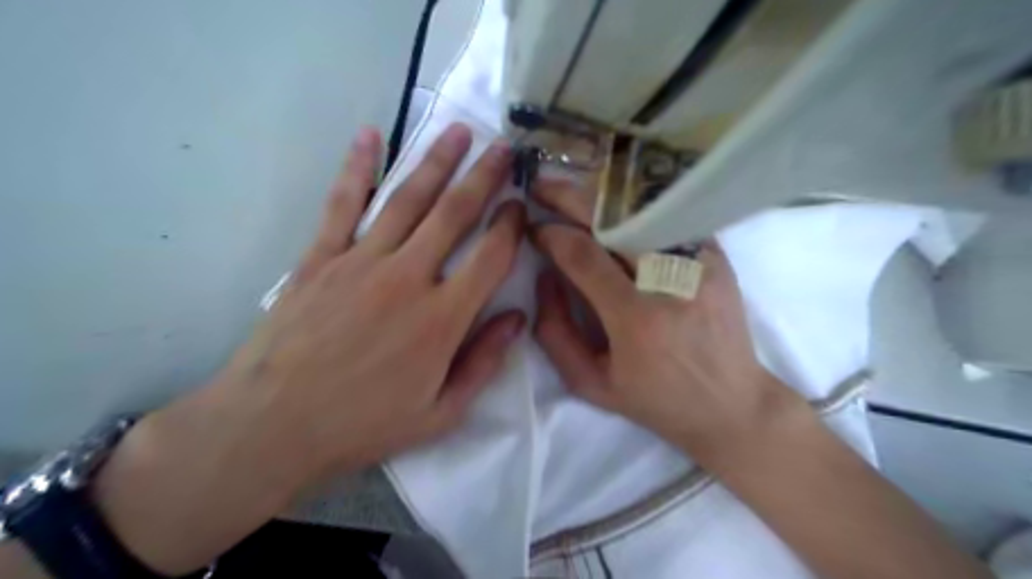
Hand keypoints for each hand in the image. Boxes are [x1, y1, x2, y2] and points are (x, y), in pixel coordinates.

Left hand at [228, 123, 526, 474]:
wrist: (272, 427)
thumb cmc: (363, 425)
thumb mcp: (441, 414)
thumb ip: (484, 362)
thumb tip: (518, 318)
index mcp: (442, 319)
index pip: (491, 257)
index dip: (511, 226)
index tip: (521, 205)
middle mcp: (408, 278)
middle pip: (455, 214)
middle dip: (484, 177)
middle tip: (504, 149)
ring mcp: (361, 261)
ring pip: (408, 199)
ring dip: (436, 161)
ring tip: (458, 132)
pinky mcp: (321, 258)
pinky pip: (343, 204)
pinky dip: (357, 167)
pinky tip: (370, 135)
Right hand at [528, 178, 790, 455]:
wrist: (731, 404)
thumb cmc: (656, 400)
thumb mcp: (591, 383)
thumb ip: (555, 333)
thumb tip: (544, 277)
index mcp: (637, 320)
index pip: (583, 256)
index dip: (551, 234)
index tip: (534, 229)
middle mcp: (671, 283)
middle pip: (614, 221)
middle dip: (569, 197)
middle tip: (542, 187)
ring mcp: (701, 264)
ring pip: (643, 210)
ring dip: (602, 197)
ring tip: (574, 193)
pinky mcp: (718, 258)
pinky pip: (670, 217)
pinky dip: (638, 206)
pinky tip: (615, 205)